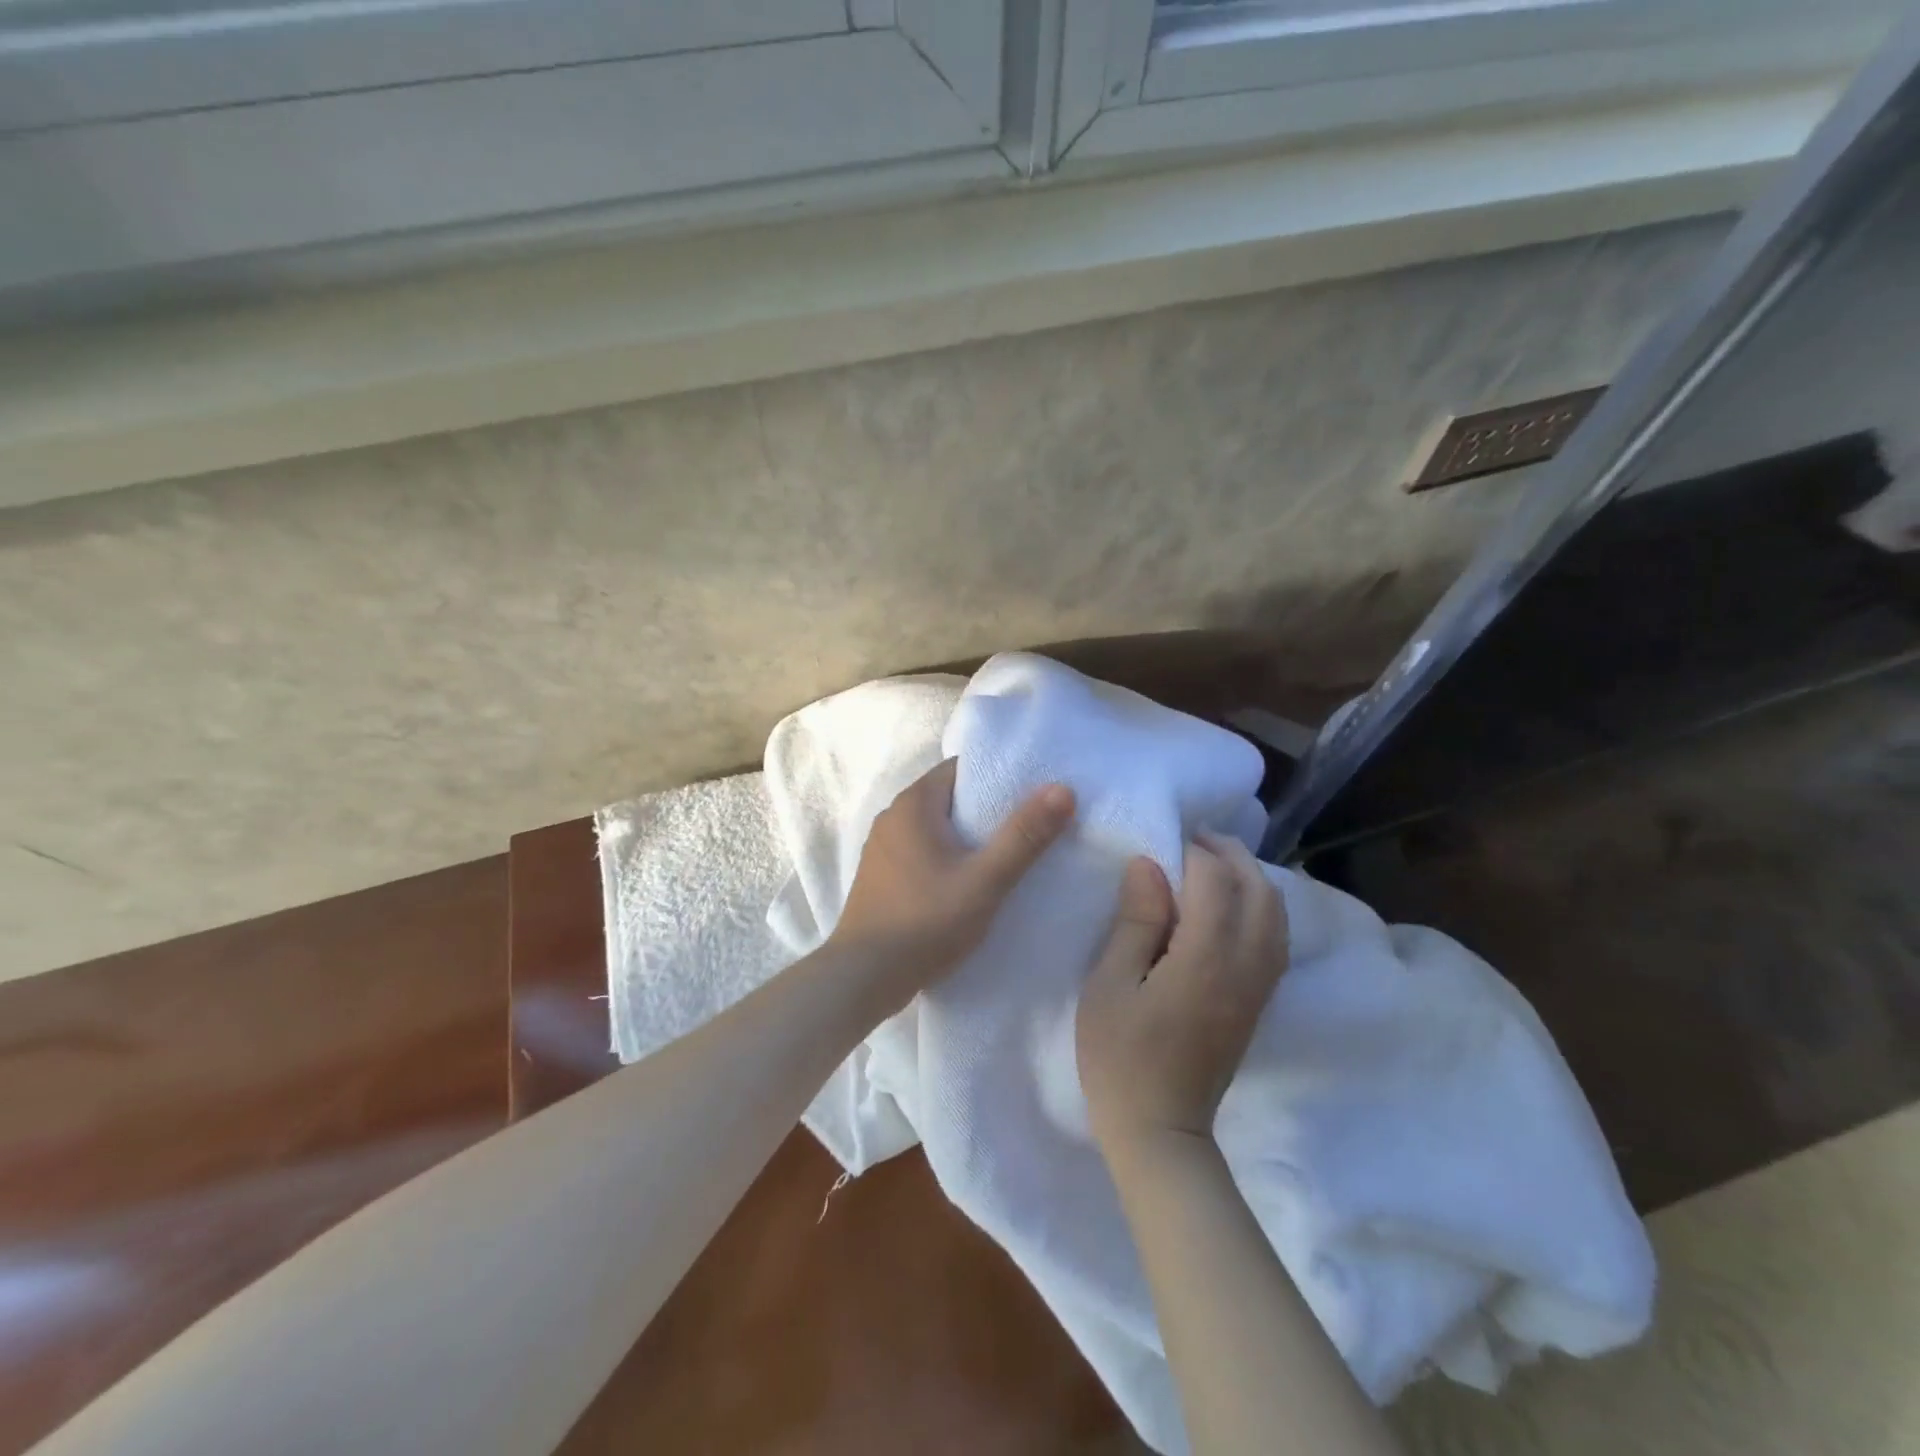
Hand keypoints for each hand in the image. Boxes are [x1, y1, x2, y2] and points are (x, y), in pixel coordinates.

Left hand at [829, 759, 1075, 1015]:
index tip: (1032, 794)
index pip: (961, 769)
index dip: (998, 777)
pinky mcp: (880, 876)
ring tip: (1007, 855)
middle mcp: (893, 816)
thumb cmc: (925, 922)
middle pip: (950, 798)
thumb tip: (1063, 789)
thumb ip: (1024, 836)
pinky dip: (947, 858)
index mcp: (913, 803)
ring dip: (967, 838)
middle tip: (1030, 827)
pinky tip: (969, 882)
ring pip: (936, 828)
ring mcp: (882, 847)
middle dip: (988, 810)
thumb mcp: (985, 881)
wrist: (862, 978)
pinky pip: (922, 851)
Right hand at [1077, 832, 1288, 1151]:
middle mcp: (1246, 966)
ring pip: (1276, 914)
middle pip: (1260, 891)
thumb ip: (1135, 921)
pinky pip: (1276, 938)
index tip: (1164, 842)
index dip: (1193, 853)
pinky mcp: (1259, 1003)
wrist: (1160, 1130)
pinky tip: (1231, 907)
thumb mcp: (1109, 984)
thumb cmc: (1120, 1056)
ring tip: (1214, 865)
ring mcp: (1259, 987)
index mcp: (1205, 958)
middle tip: (1196, 840)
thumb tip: (1149, 865)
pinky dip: (1261, 907)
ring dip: (1251, 879)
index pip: (1215, 882)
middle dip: (1232, 856)